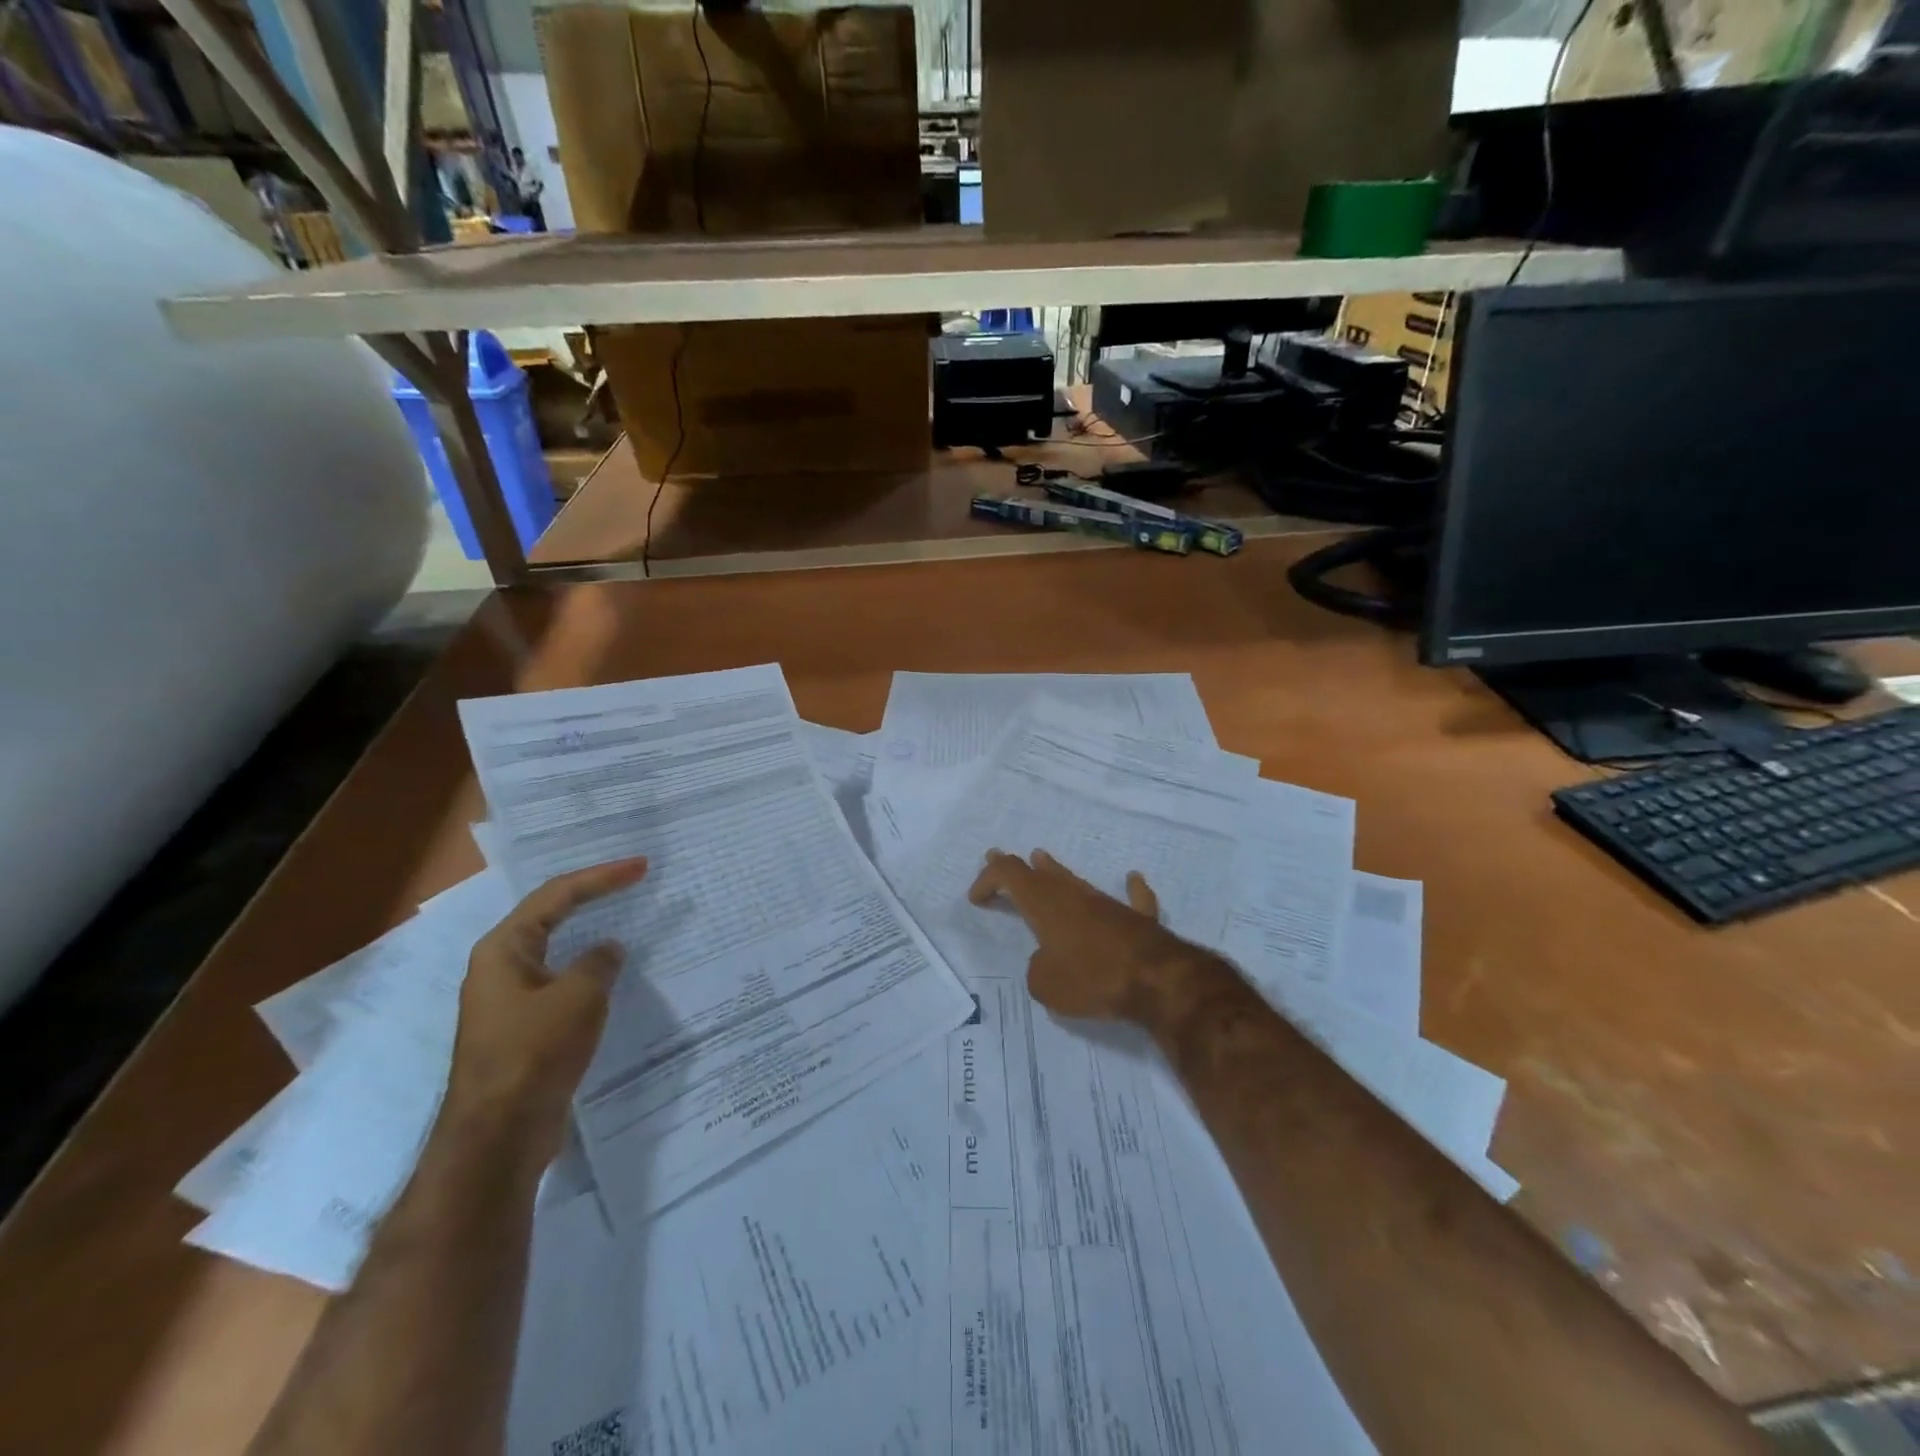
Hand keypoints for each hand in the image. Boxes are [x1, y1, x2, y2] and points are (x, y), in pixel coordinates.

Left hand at [442, 857, 648, 1167]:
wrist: (498, 1135)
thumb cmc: (534, 1052)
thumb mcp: (579, 996)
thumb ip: (599, 962)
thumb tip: (608, 951)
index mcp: (504, 948)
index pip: (557, 895)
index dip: (601, 877)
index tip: (641, 867)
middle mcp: (500, 967)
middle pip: (551, 915)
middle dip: (592, 896)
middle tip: (633, 881)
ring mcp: (510, 1000)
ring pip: (557, 951)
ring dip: (591, 934)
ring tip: (627, 919)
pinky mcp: (524, 1029)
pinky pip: (562, 983)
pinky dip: (589, 970)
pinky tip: (612, 974)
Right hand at [967, 849, 1206, 1023]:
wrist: (1154, 979)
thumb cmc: (1091, 978)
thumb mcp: (1045, 985)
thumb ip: (1038, 970)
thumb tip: (1048, 962)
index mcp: (1044, 905)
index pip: (1008, 875)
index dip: (988, 879)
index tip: (977, 898)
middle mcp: (1073, 895)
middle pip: (1040, 872)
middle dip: (1017, 867)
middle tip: (997, 856)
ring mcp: (1107, 903)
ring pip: (1076, 881)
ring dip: (1057, 872)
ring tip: (1043, 859)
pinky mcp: (1138, 919)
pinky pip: (1134, 899)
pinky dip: (1131, 890)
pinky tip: (1133, 880)